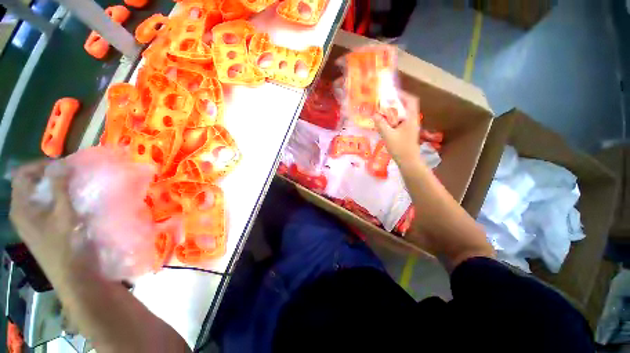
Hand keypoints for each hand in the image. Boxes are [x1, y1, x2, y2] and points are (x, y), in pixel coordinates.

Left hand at [9, 160, 84, 284]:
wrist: (69, 274)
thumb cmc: (64, 244)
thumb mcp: (63, 214)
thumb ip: (60, 188)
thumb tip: (61, 164)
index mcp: (20, 207)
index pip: (22, 175)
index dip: (40, 166)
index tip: (63, 166)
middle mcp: (20, 211)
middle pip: (28, 184)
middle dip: (48, 176)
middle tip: (70, 175)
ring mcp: (28, 221)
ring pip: (36, 195)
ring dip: (52, 187)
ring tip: (71, 187)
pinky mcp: (37, 228)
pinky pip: (42, 205)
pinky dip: (53, 198)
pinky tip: (67, 202)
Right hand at [373, 92, 421, 165]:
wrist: (408, 162)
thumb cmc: (400, 148)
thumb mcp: (388, 135)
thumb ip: (381, 124)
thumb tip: (374, 114)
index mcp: (411, 118)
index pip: (411, 100)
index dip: (402, 94)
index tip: (391, 93)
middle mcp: (413, 120)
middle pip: (406, 106)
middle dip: (395, 103)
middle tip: (382, 103)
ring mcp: (410, 127)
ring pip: (402, 115)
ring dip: (393, 112)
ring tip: (382, 112)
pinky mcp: (406, 133)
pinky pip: (400, 122)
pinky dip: (392, 120)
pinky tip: (384, 124)